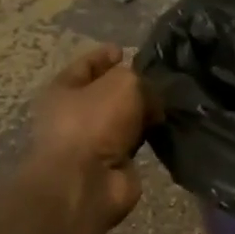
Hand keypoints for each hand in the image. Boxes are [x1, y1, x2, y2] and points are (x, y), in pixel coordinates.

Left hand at [18, 46, 154, 233]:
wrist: (87, 182)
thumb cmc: (95, 122)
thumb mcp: (122, 83)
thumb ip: (139, 79)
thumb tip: (149, 98)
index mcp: (63, 89)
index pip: (86, 65)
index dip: (105, 56)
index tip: (127, 51)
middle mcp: (75, 115)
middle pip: (107, 93)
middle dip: (132, 86)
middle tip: (161, 79)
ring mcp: (94, 141)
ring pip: (124, 118)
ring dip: (144, 113)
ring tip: (171, 102)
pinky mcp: (113, 164)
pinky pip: (136, 142)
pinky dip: (150, 136)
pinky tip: (168, 128)